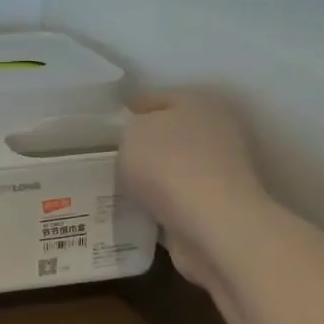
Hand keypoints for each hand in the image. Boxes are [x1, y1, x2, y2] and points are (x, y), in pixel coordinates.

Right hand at [119, 93, 266, 288]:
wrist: (212, 224)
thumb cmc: (169, 164)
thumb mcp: (131, 132)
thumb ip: (129, 128)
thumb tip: (135, 138)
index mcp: (198, 102)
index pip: (153, 99)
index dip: (126, 112)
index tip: (102, 129)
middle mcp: (216, 130)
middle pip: (167, 134)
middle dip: (141, 145)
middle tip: (108, 157)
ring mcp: (221, 170)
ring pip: (173, 167)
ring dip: (151, 176)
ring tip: (117, 185)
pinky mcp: (218, 205)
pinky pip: (177, 198)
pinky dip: (160, 202)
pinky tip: (136, 207)